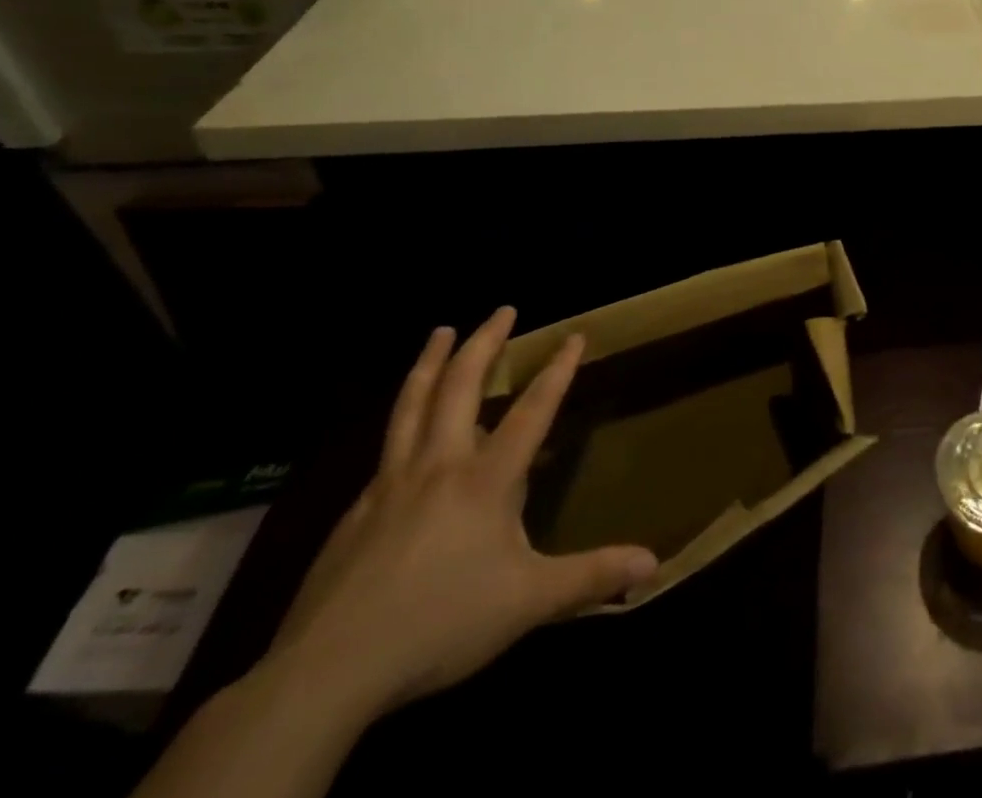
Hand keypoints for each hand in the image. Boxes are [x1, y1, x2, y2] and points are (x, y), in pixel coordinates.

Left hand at [266, 309, 656, 717]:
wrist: (327, 672)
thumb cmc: (440, 624)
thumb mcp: (528, 601)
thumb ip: (591, 577)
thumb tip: (654, 562)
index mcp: (485, 480)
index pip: (532, 410)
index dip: (557, 371)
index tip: (574, 335)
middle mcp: (438, 467)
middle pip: (460, 388)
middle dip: (484, 344)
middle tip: (502, 310)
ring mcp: (390, 486)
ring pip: (411, 407)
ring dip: (430, 362)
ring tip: (441, 331)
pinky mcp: (354, 514)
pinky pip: (385, 450)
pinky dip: (402, 421)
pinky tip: (403, 432)